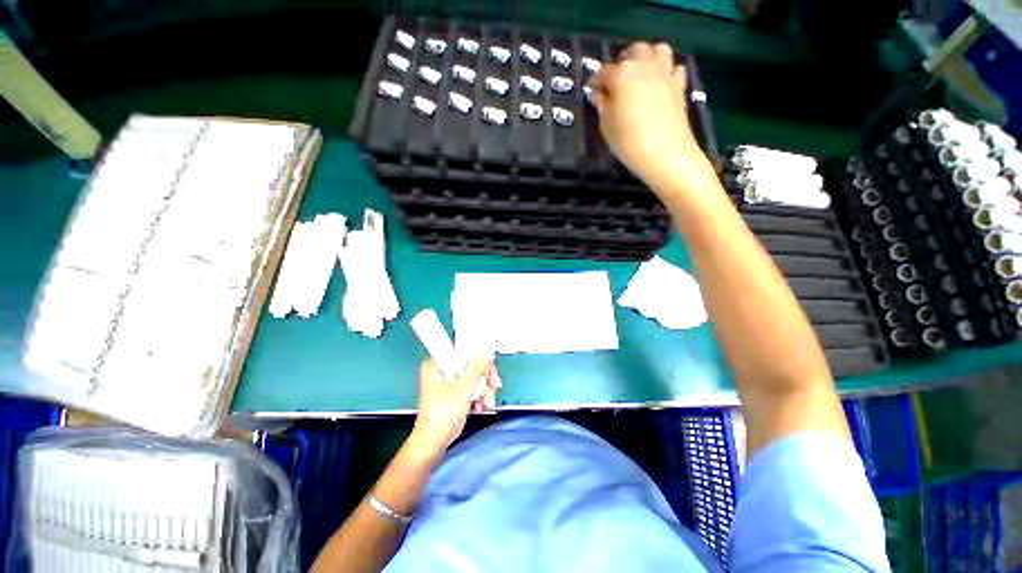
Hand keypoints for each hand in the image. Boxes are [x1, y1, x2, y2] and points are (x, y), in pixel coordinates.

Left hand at [410, 357, 501, 456]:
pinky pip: (470, 386)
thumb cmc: (441, 416)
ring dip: (483, 389)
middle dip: (484, 378)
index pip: (462, 351)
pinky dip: (478, 395)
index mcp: (436, 364)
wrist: (433, 443)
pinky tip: (481, 405)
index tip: (490, 364)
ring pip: (473, 376)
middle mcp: (441, 369)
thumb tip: (486, 352)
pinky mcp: (453, 392)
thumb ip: (476, 369)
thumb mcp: (463, 389)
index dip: (478, 356)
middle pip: (470, 364)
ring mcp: (447, 381)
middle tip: (493, 385)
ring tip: (486, 402)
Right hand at [591, 42, 710, 190]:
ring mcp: (665, 73)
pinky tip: (659, 87)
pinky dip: (665, 73)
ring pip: (657, 50)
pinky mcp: (679, 85)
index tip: (594, 92)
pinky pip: (673, 68)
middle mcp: (644, 66)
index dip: (596, 82)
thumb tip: (602, 95)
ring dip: (647, 59)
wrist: (665, 154)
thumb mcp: (606, 126)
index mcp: (622, 75)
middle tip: (616, 82)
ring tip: (640, 78)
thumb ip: (602, 105)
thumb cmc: (628, 142)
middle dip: (623, 62)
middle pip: (633, 52)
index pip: (603, 72)